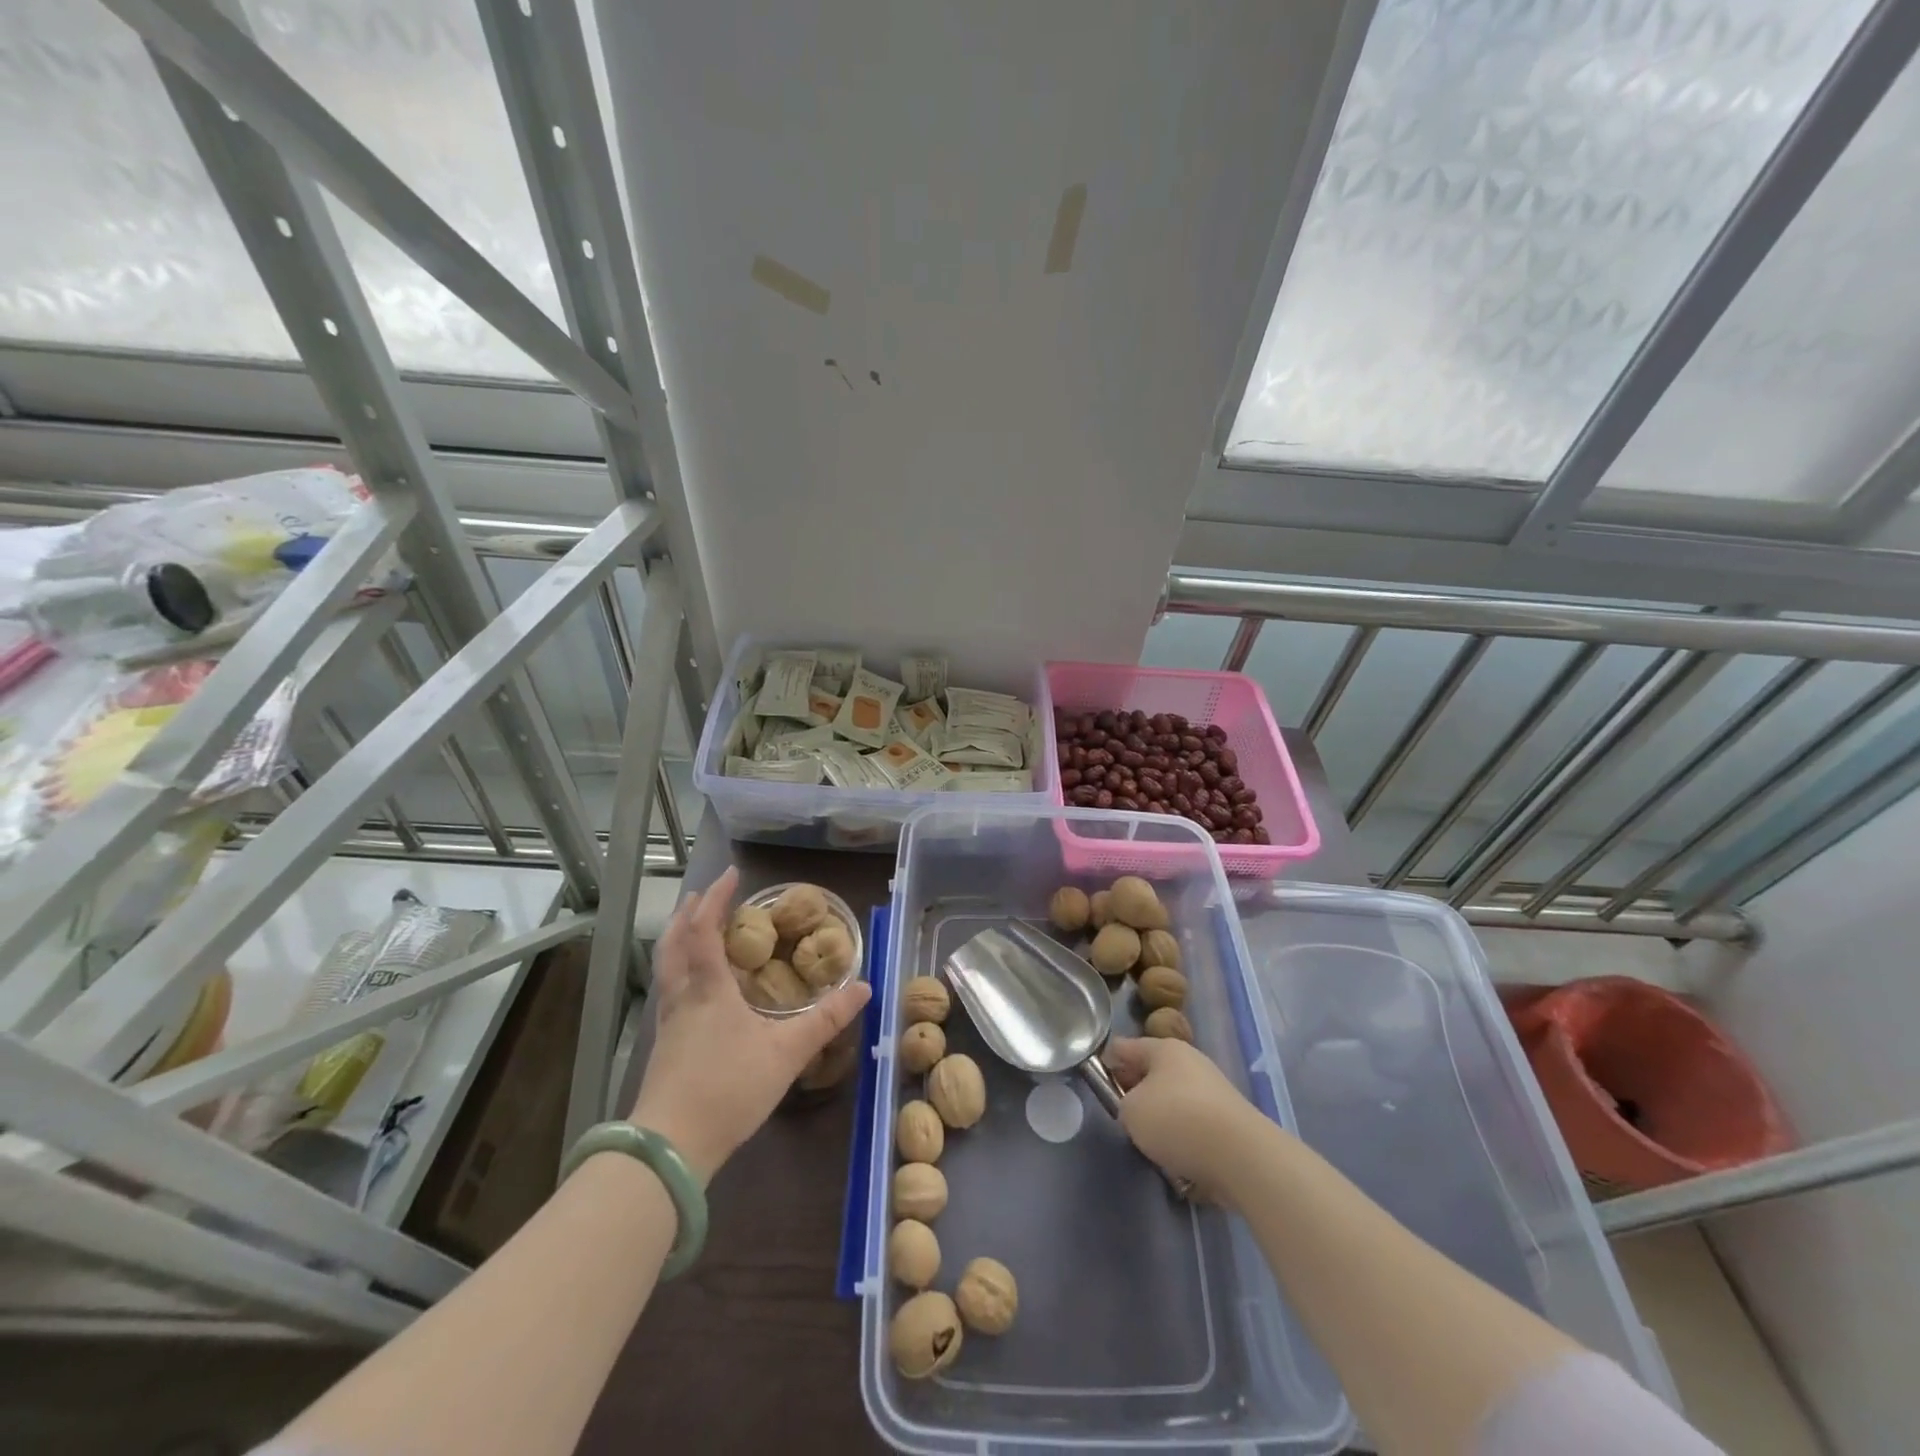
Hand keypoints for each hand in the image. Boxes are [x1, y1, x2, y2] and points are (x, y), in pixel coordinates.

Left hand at [629, 867, 870, 1183]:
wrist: (670, 1147)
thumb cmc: (729, 1089)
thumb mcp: (787, 1053)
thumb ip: (826, 1020)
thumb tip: (865, 988)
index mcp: (709, 988)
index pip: (705, 929)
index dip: (716, 898)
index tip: (731, 875)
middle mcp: (683, 997)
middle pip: (674, 943)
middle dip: (688, 913)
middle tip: (704, 895)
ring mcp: (669, 1023)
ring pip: (667, 967)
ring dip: (678, 939)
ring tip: (694, 930)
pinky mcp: (664, 1046)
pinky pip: (670, 990)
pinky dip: (680, 970)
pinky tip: (696, 988)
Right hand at [1104, 1036, 1273, 1195]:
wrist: (1241, 1156)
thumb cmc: (1176, 1120)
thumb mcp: (1130, 1112)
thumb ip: (1123, 1105)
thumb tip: (1137, 1109)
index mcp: (1164, 1048)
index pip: (1124, 1047)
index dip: (1106, 1063)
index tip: (1096, 1084)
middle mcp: (1190, 1061)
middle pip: (1151, 1073)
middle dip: (1135, 1093)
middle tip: (1123, 1117)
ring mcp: (1213, 1089)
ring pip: (1174, 1100)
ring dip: (1161, 1119)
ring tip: (1152, 1145)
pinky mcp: (1229, 1120)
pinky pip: (1195, 1124)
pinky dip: (1185, 1139)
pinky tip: (1180, 1160)